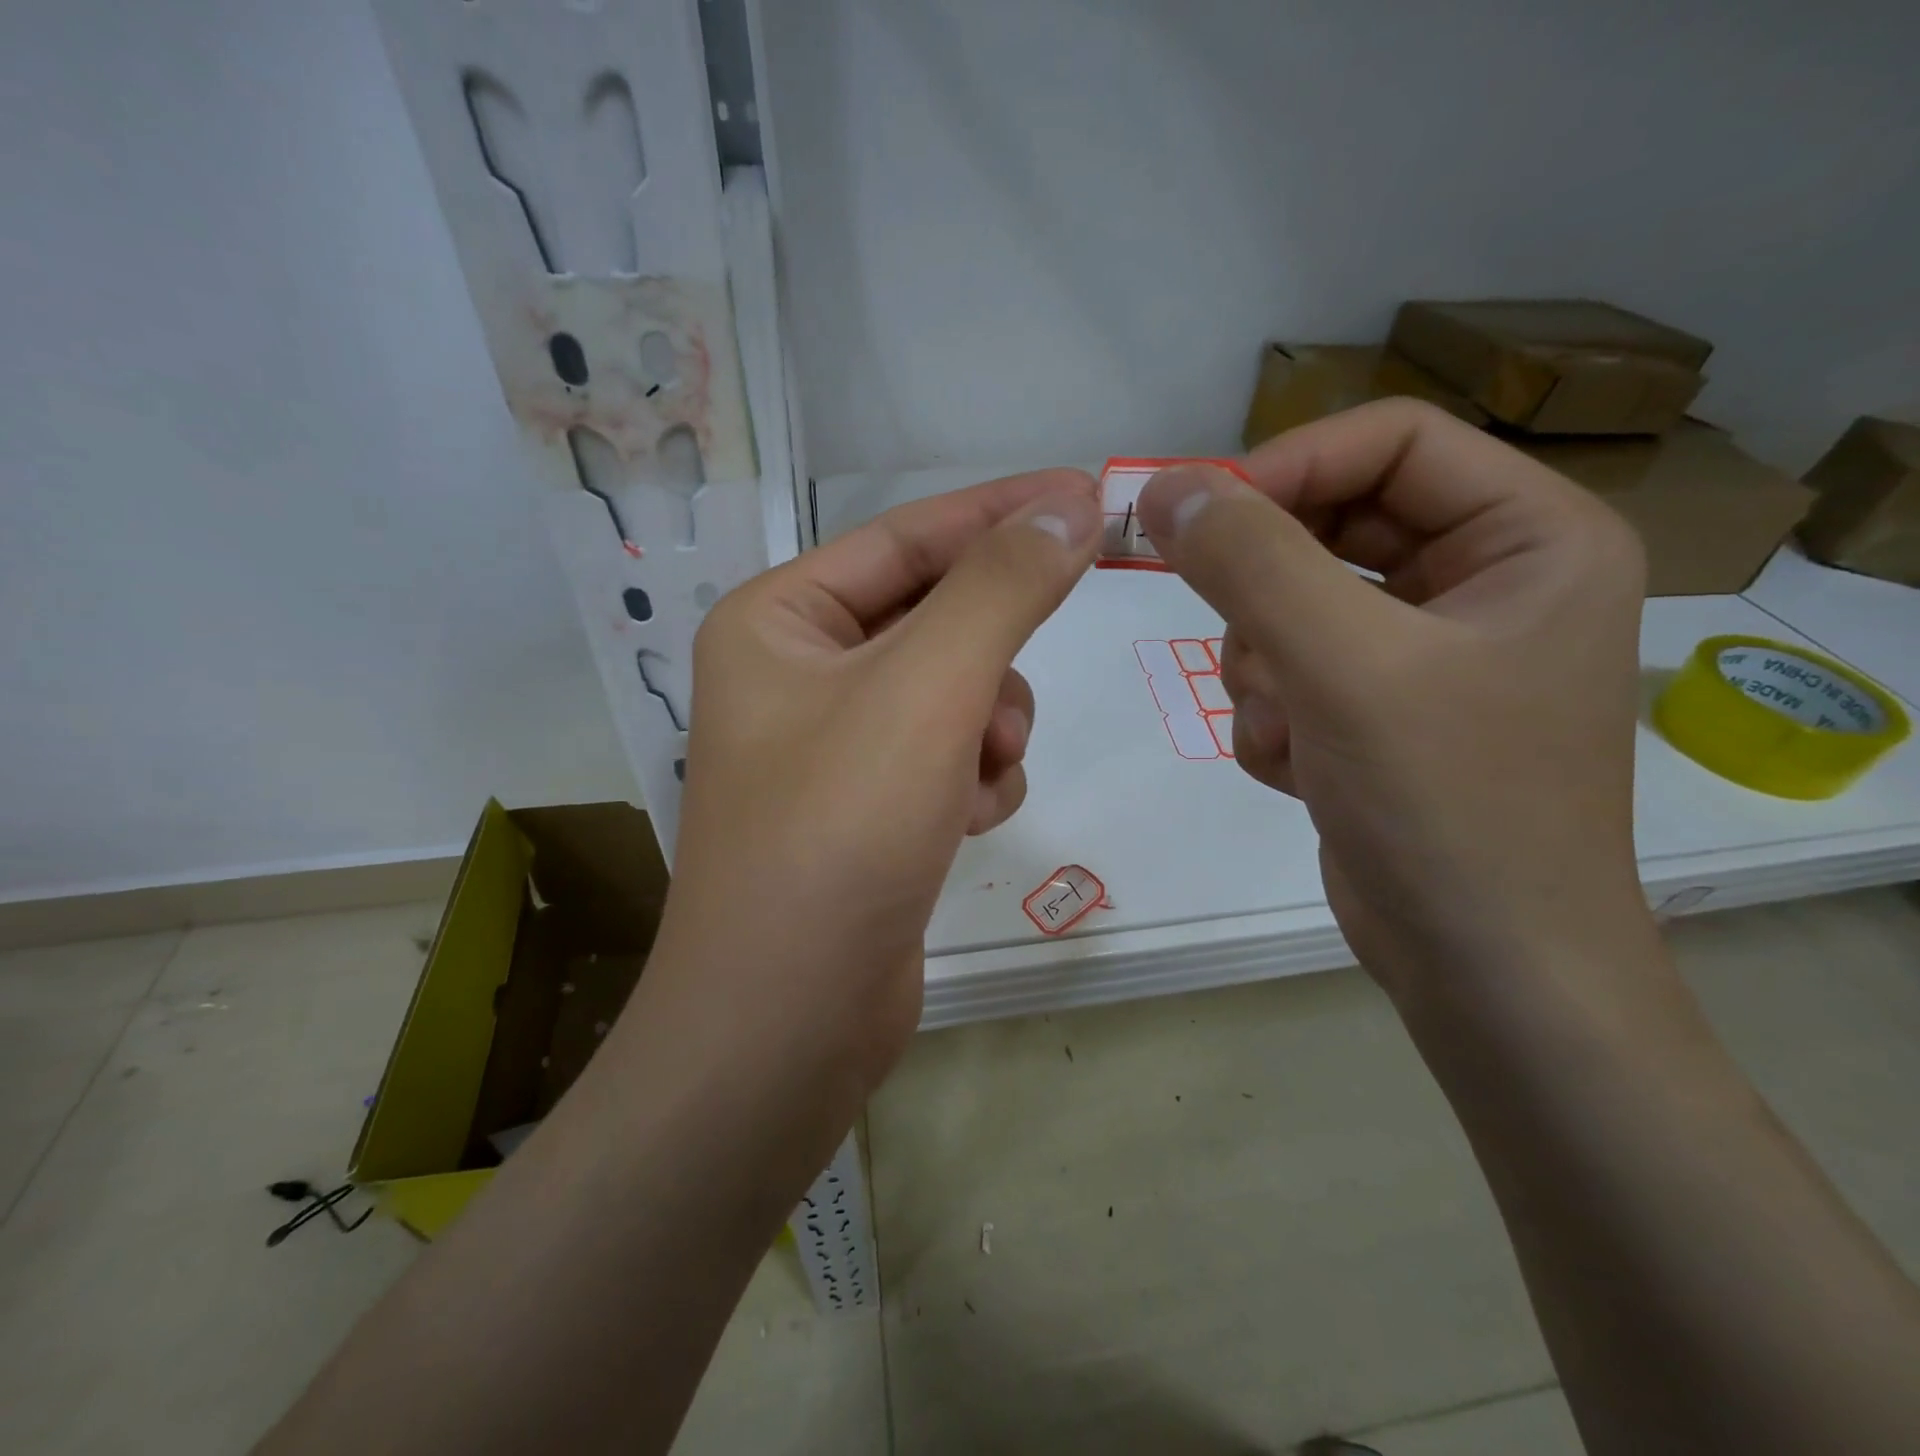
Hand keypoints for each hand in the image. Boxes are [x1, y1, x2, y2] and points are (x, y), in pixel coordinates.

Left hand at [653, 468, 1100, 1091]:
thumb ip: (1002, 588)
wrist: (791, 1017)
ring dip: (988, 727)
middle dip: (990, 658)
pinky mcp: (871, 807)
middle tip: (1009, 696)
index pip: (908, 537)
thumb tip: (1071, 503)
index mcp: (779, 620)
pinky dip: (974, 778)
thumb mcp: (927, 689)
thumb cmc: (840, 830)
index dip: (1003, 512)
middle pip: (936, 619)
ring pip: (956, 692)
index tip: (1092, 494)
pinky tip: (963, 823)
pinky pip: (951, 755)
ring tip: (975, 778)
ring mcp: (835, 745)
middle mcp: (798, 674)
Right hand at [1137, 400, 1650, 1007]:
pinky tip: (1301, 768)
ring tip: (1289, 728)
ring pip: (1296, 606)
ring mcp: (1427, 653)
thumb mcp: (1343, 666)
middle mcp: (1485, 582)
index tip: (1197, 518)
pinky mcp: (1379, 712)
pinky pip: (1293, 672)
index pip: (1389, 442)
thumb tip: (1166, 487)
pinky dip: (1275, 715)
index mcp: (1529, 537)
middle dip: (1269, 592)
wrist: (1481, 968)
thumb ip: (1250, 562)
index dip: (1287, 468)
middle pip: (1332, 526)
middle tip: (1240, 641)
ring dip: (1265, 666)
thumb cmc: (1446, 804)